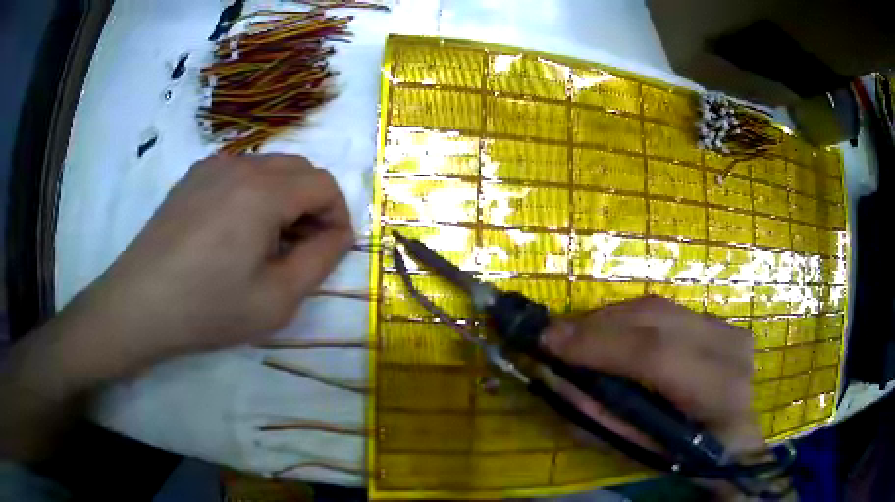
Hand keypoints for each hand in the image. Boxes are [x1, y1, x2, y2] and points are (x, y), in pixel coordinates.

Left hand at [77, 154, 353, 369]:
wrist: (140, 304)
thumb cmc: (208, 308)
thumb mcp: (277, 299)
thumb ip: (320, 261)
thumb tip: (338, 235)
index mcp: (263, 191)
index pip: (324, 184)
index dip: (338, 216)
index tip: (331, 250)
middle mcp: (240, 165)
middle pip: (299, 168)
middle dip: (313, 204)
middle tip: (302, 247)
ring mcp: (211, 167)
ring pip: (269, 167)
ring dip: (284, 197)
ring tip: (268, 242)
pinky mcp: (192, 177)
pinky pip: (239, 172)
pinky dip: (254, 193)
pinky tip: (236, 230)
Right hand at [542, 296, 763, 455]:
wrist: (733, 439)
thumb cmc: (685, 456)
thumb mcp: (640, 449)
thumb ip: (598, 414)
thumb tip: (555, 376)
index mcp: (717, 392)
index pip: (655, 355)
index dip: (600, 344)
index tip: (549, 341)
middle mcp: (729, 348)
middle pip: (655, 318)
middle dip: (597, 324)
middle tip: (554, 334)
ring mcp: (727, 328)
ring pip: (658, 307)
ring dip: (610, 318)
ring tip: (577, 334)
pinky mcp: (720, 321)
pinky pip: (665, 310)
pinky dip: (631, 318)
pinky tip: (611, 333)